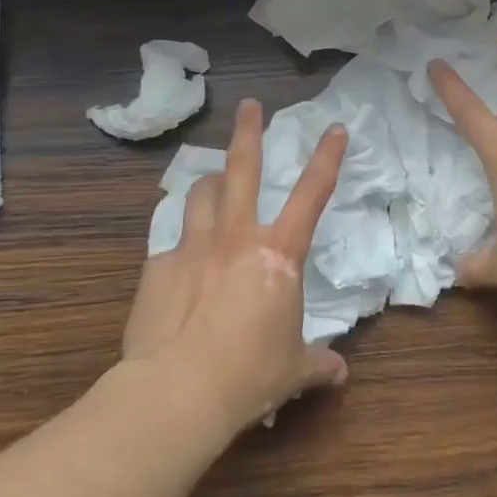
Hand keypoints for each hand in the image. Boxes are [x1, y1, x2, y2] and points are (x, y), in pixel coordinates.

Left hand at [120, 98, 349, 433]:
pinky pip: (170, 243)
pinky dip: (180, 245)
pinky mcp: (158, 267)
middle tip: (249, 106)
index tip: (335, 128)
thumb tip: (339, 372)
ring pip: (200, 194)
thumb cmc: (249, 375)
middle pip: (242, 168)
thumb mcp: (293, 370)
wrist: (178, 391)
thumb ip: (317, 363)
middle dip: (248, 131)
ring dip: (209, 184)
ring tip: (213, 184)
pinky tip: (179, 266)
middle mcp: (236, 237)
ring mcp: (193, 247)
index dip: (327, 157)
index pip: (312, 194)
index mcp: (278, 254)